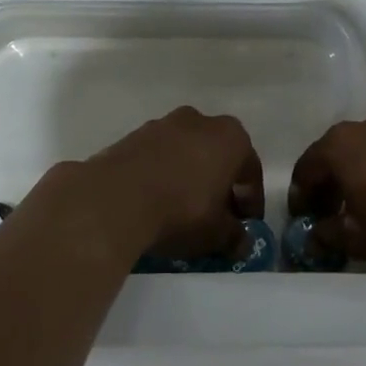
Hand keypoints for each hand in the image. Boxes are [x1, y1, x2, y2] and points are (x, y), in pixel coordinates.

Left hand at [34, 107, 263, 261]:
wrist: (114, 198)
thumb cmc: (181, 210)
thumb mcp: (216, 233)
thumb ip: (234, 236)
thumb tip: (242, 243)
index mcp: (231, 137)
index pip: (250, 171)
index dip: (251, 201)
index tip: (246, 224)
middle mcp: (200, 121)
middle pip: (218, 156)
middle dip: (220, 184)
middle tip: (217, 215)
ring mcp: (163, 124)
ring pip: (187, 153)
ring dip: (190, 177)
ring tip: (183, 209)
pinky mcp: (132, 135)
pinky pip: (158, 157)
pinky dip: (162, 174)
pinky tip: (156, 200)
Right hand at [288, 110, 365, 267]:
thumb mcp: (360, 238)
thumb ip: (329, 235)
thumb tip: (314, 237)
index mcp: (341, 145)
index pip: (308, 167)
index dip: (302, 195)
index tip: (304, 217)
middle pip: (338, 152)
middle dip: (331, 181)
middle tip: (332, 212)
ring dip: (362, 170)